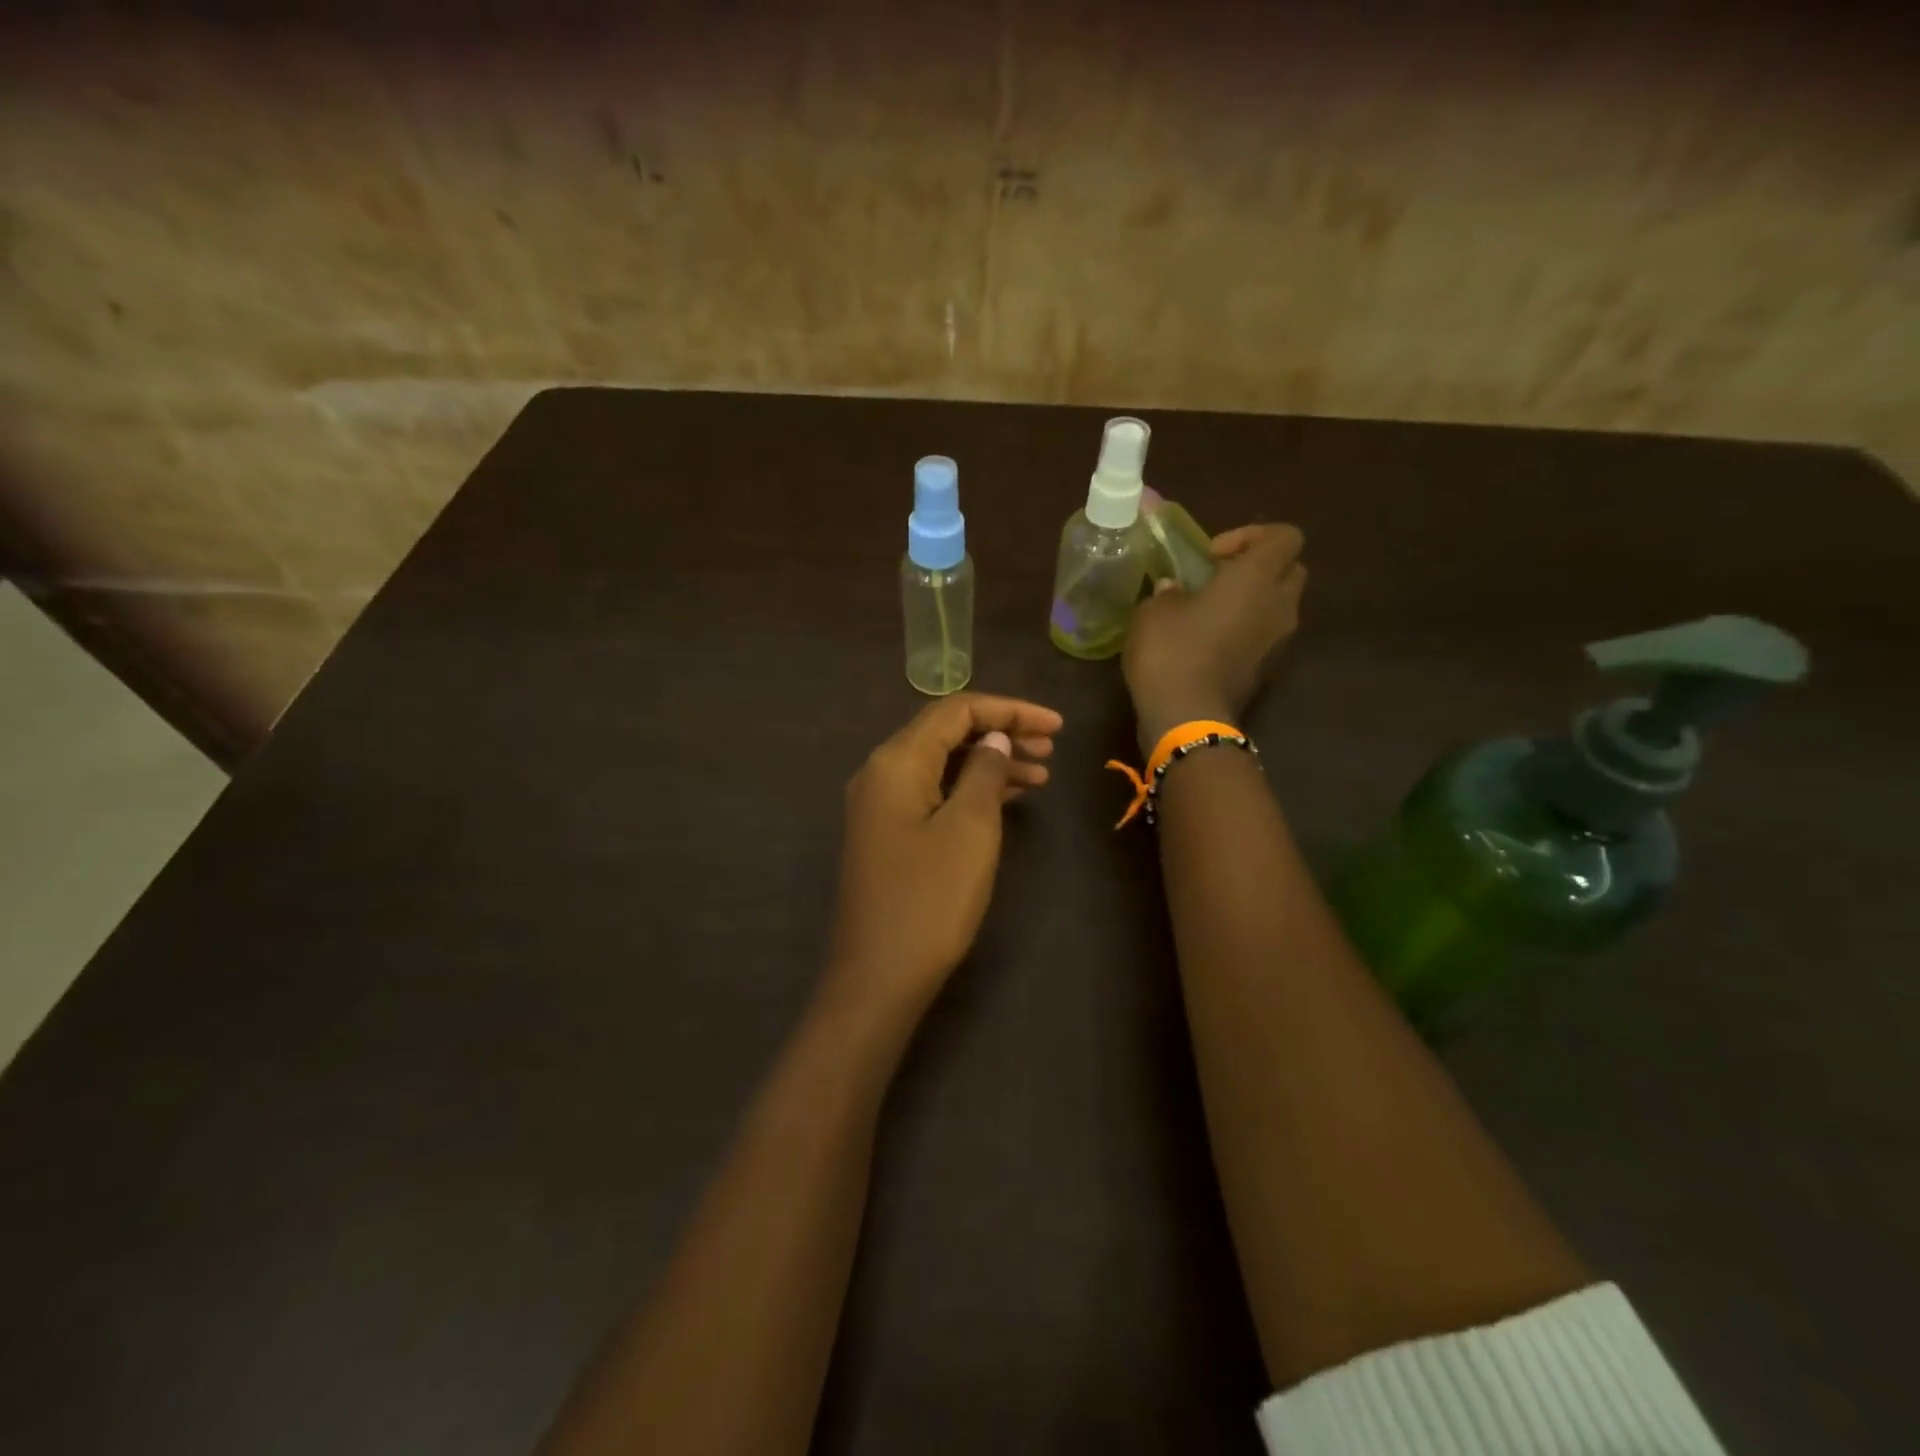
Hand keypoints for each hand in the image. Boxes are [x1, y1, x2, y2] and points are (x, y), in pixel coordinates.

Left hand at [824, 694, 1062, 1018]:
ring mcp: (881, 806)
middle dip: (1001, 732)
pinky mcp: (889, 834)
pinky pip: (934, 794)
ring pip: (943, 765)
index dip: (1010, 710)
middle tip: (1052, 748)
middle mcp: (881, 773)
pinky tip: (1007, 799)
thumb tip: (994, 738)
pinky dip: (971, 790)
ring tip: (1042, 775)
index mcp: (897, 761)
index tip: (1057, 726)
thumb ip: (985, 771)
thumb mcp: (970, 828)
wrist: (878, 977)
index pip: (956, 710)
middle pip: (947, 733)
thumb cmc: (930, 899)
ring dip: (990, 763)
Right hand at [1123, 523, 1306, 752]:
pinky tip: (1207, 643)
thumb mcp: (1153, 611)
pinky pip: (1264, 636)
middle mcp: (1280, 605)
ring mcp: (1279, 641)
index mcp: (1257, 578)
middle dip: (1258, 568)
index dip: (1251, 535)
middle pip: (1289, 570)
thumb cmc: (1172, 651)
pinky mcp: (1267, 670)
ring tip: (1208, 613)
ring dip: (1251, 603)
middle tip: (1217, 579)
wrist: (1187, 718)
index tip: (1213, 556)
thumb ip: (1169, 592)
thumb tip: (1175, 590)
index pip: (1285, 535)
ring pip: (1278, 606)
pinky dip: (1244, 632)